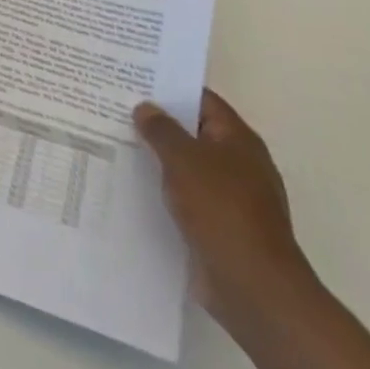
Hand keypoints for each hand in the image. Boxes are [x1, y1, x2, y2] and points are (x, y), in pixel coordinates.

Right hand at [135, 90, 316, 337]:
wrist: (253, 287)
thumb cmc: (221, 210)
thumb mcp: (184, 160)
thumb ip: (162, 130)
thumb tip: (146, 107)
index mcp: (238, 140)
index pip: (202, 100)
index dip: (170, 88)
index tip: (134, 81)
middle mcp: (238, 164)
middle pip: (194, 133)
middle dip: (159, 124)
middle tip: (116, 110)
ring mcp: (231, 198)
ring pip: (188, 167)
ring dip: (159, 160)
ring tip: (115, 145)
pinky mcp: (219, 227)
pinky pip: (186, 198)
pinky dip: (164, 192)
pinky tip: (133, 188)